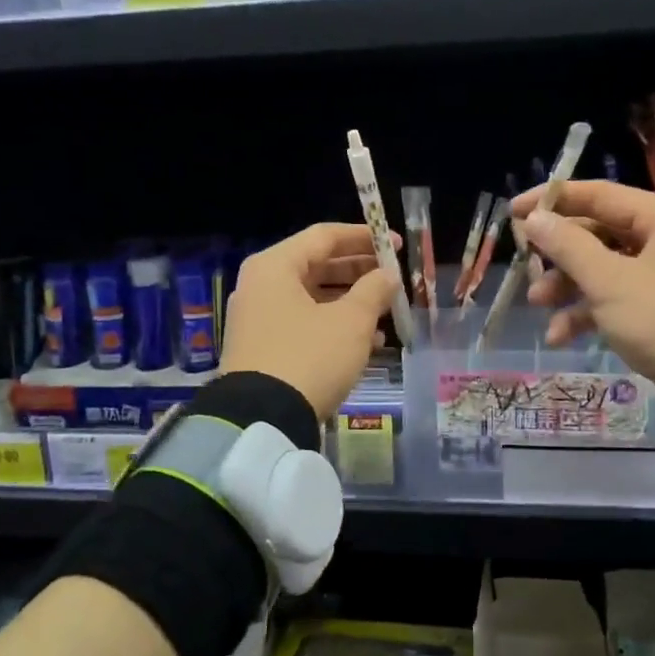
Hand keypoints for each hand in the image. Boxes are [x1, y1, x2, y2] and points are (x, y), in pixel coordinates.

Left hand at [219, 223, 401, 418]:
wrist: (262, 419)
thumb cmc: (309, 357)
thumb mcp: (351, 322)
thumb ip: (374, 290)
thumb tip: (388, 275)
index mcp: (275, 266)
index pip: (324, 236)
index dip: (364, 237)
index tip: (397, 246)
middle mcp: (260, 285)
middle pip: (316, 265)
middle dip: (359, 271)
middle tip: (393, 278)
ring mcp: (257, 318)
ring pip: (312, 297)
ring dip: (351, 301)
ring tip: (387, 310)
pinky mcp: (262, 347)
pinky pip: (303, 322)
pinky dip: (333, 325)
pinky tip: (368, 341)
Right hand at [511, 181, 654, 412]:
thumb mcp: (608, 281)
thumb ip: (567, 245)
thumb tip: (534, 218)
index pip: (598, 194)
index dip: (552, 201)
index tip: (513, 212)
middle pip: (598, 232)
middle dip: (559, 255)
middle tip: (525, 265)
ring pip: (603, 267)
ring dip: (568, 286)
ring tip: (538, 304)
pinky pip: (616, 296)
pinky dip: (588, 312)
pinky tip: (560, 336)